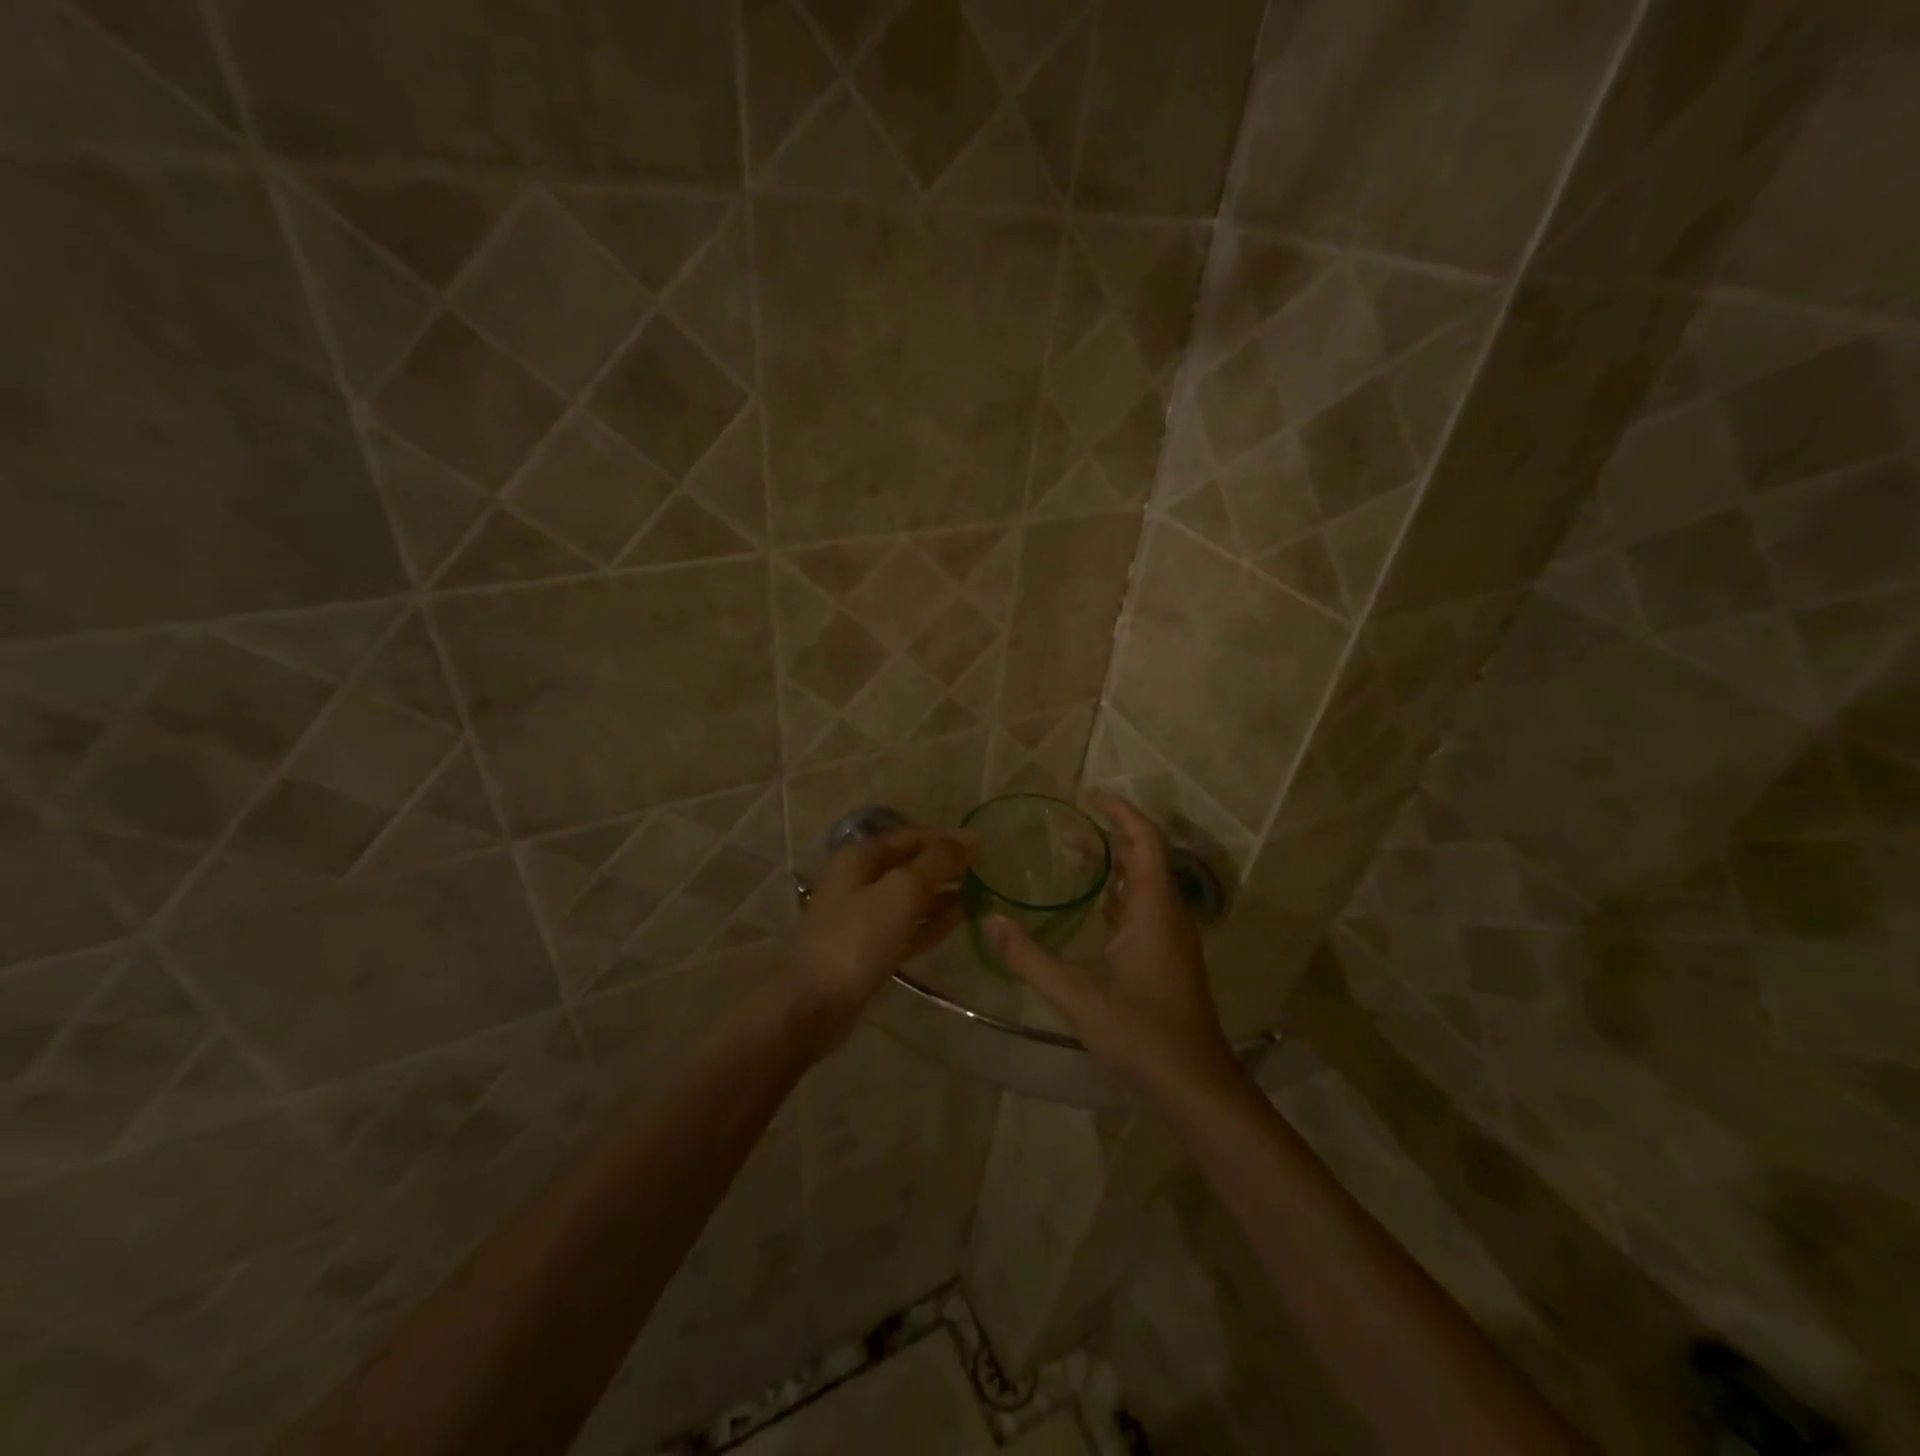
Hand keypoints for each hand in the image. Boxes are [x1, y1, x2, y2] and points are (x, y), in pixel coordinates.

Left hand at [786, 828, 974, 1047]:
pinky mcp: (869, 950)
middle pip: (909, 866)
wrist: (813, 1004)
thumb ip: (937, 862)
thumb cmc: (857, 938)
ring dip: (941, 895)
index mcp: (860, 858)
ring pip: (909, 898)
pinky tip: (959, 921)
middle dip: (944, 867)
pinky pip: (907, 927)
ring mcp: (862, 918)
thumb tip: (970, 837)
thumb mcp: (902, 890)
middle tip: (984, 872)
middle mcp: (858, 881)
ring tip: (979, 895)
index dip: (945, 839)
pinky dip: (931, 922)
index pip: (910, 836)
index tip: (982, 847)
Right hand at [987, 793, 1240, 1098]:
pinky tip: (1094, 909)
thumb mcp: (1077, 995)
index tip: (1091, 796)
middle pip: (1146, 857)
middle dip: (1112, 835)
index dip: (1122, 813)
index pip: (1146, 841)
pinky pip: (1147, 908)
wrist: (1195, 1084)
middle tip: (1069, 830)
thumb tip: (990, 923)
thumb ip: (1030, 958)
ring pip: (1147, 884)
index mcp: (1154, 909)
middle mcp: (1169, 914)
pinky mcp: (1170, 957)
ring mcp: (1173, 937)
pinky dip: (1121, 893)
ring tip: (1075, 859)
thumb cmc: (1142, 1032)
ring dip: (1116, 865)